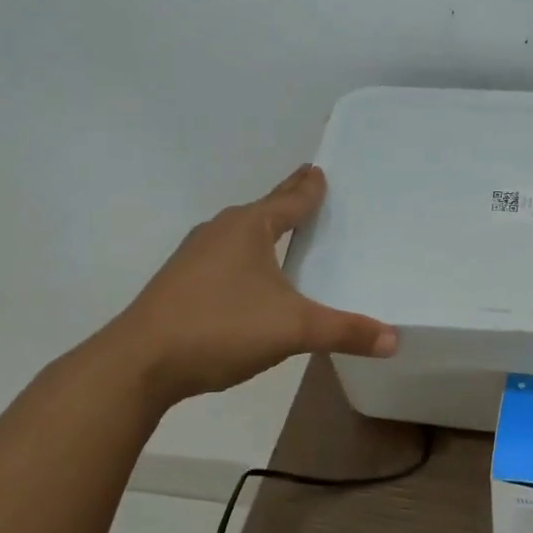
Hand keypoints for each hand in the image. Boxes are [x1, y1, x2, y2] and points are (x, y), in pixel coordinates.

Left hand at [102, 164, 396, 400]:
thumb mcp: (293, 329)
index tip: (318, 169)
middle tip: (307, 185)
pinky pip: (222, 257)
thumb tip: (394, 339)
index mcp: (248, 228)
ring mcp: (193, 257)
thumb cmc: (220, 328)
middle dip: (286, 199)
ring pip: (238, 233)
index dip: (308, 187)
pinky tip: (246, 277)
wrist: (138, 364)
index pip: (289, 200)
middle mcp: (220, 232)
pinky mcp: (178, 283)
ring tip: (280, 229)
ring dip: (261, 228)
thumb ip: (344, 331)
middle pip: (262, 209)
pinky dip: (243, 255)